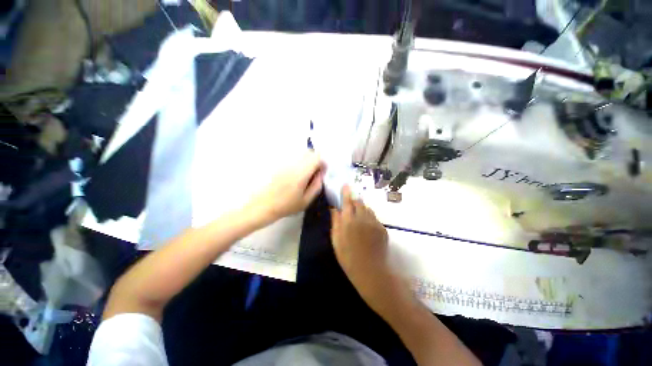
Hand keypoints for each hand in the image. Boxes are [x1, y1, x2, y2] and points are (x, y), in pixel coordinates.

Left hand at [249, 152, 324, 223]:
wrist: (263, 205)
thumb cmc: (286, 206)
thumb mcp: (306, 201)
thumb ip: (316, 186)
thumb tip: (320, 174)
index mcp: (301, 173)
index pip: (316, 158)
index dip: (322, 163)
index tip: (321, 173)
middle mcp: (292, 164)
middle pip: (308, 152)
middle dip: (315, 160)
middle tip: (314, 173)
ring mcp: (284, 163)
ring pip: (300, 154)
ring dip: (306, 161)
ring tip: (304, 175)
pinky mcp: (278, 165)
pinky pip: (292, 158)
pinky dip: (298, 163)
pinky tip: (295, 176)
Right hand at [330, 185, 390, 299]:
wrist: (371, 271)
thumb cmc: (348, 257)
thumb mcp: (336, 240)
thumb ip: (335, 222)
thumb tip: (334, 209)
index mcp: (349, 220)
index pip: (347, 201)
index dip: (346, 192)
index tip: (345, 185)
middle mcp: (362, 217)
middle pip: (359, 202)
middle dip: (354, 201)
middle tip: (350, 207)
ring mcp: (374, 222)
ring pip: (367, 209)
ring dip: (362, 209)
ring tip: (358, 219)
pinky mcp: (382, 228)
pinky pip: (374, 218)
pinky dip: (369, 218)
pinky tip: (366, 229)